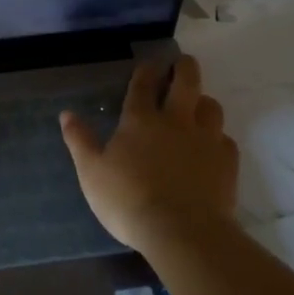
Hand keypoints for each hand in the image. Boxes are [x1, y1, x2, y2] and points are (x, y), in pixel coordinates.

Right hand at [60, 56, 237, 252]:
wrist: (182, 232)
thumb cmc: (128, 200)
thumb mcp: (91, 173)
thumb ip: (80, 141)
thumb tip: (66, 114)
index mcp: (140, 120)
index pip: (143, 84)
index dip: (146, 70)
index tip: (149, 62)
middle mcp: (176, 121)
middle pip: (186, 81)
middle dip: (184, 67)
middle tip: (182, 63)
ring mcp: (206, 139)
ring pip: (211, 106)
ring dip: (203, 101)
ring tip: (198, 105)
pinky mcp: (227, 162)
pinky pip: (226, 139)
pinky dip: (218, 138)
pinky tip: (212, 147)